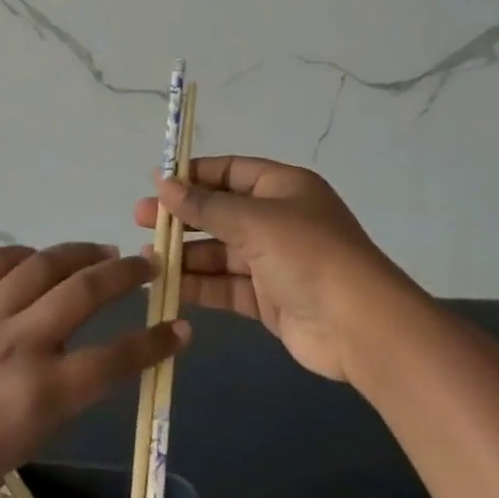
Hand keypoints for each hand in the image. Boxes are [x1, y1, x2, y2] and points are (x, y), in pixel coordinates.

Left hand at [0, 244, 187, 497]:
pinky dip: (26, 255)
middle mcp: (20, 343)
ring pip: (46, 264)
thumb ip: (64, 390)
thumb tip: (88, 351)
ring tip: (102, 251)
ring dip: (81, 253)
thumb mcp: (30, 436)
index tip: (180, 328)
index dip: (155, 341)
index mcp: (43, 393)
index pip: (116, 358)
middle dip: (126, 274)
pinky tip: (38, 259)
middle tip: (147, 264)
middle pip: (86, 291)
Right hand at [135, 156, 407, 382]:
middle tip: (139, 220)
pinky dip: (200, 285)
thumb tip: (163, 183)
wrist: (359, 326)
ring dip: (185, 253)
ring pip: (220, 251)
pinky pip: (227, 285)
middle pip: (220, 212)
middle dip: (182, 217)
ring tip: (146, 257)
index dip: (193, 176)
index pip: (229, 171)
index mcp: (282, 187)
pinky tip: (168, 286)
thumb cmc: (307, 254)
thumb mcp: (254, 220)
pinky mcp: (269, 299)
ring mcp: (274, 261)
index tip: (156, 183)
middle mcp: (278, 219)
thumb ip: (205, 205)